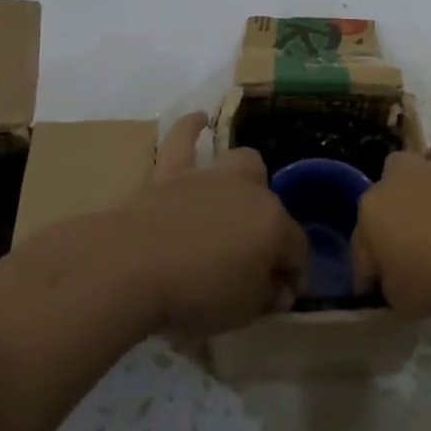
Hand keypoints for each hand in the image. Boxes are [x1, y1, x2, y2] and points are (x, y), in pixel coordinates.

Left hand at [118, 112, 308, 335]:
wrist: (134, 265)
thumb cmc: (196, 293)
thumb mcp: (242, 311)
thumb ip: (266, 296)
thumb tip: (279, 288)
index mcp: (273, 224)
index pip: (296, 248)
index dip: (292, 274)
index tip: (277, 298)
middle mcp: (250, 191)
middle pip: (272, 205)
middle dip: (269, 228)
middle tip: (250, 258)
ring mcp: (210, 176)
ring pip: (243, 163)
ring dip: (246, 179)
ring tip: (239, 196)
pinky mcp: (172, 171)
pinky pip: (184, 138)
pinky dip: (192, 127)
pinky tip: (200, 119)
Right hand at [351, 141, 430, 316]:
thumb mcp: (404, 302)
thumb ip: (391, 287)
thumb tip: (395, 277)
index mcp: (370, 214)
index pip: (361, 251)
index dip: (367, 276)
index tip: (377, 293)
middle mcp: (392, 181)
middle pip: (381, 203)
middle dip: (387, 225)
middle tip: (405, 255)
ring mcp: (427, 166)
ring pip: (408, 170)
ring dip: (411, 189)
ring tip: (429, 217)